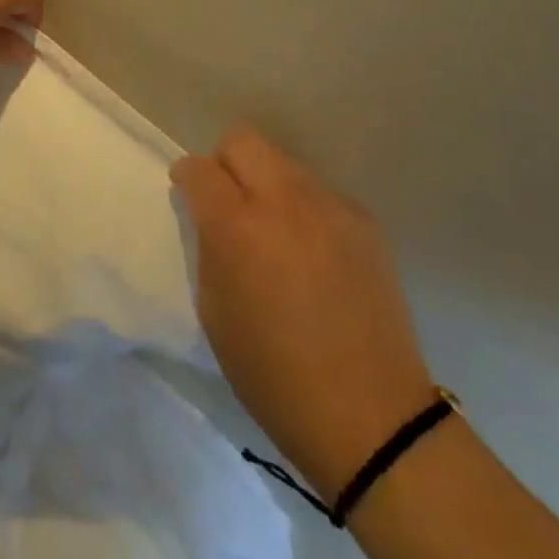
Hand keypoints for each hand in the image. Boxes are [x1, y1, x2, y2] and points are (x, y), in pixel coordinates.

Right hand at [172, 126, 434, 500]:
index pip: (199, 168)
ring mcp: (330, 206)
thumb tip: (212, 216)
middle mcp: (284, 200)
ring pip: (283, 162)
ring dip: (266, 183)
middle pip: (243, 140)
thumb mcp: (215, 311)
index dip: (186, 177)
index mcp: (237, 227)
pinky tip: (312, 252)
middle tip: (227, 203)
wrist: (371, 418)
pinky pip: (319, 192)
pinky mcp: (365, 221)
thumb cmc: (274, 375)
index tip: (187, 194)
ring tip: (275, 232)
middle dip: (225, 162)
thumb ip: (209, 247)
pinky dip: (303, 208)